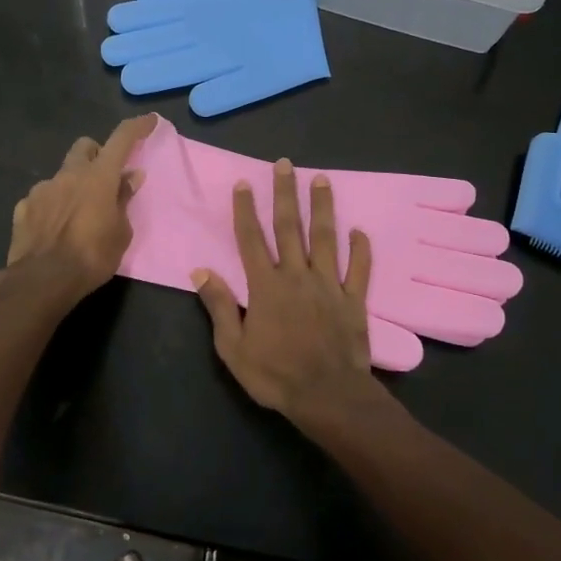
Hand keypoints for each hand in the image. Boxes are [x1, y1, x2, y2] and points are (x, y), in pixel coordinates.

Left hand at [0, 115, 157, 302]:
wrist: (43, 280)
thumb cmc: (92, 257)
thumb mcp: (121, 232)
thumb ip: (124, 200)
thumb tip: (130, 177)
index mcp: (98, 177)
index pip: (121, 139)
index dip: (137, 127)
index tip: (149, 121)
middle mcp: (69, 174)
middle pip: (84, 146)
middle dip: (96, 154)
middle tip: (104, 177)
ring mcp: (42, 189)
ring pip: (61, 174)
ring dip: (72, 185)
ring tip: (77, 214)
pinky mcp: (23, 207)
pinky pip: (42, 198)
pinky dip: (51, 206)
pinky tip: (53, 228)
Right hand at [192, 158, 388, 421]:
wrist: (328, 396)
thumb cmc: (275, 375)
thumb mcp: (233, 348)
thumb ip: (220, 306)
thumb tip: (201, 272)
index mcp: (266, 286)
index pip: (252, 240)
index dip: (246, 210)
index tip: (244, 183)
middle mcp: (297, 276)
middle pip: (289, 227)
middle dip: (286, 194)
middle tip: (285, 164)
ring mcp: (328, 285)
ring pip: (325, 239)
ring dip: (323, 208)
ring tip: (322, 180)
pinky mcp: (353, 300)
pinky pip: (358, 269)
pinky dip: (360, 249)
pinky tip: (360, 231)